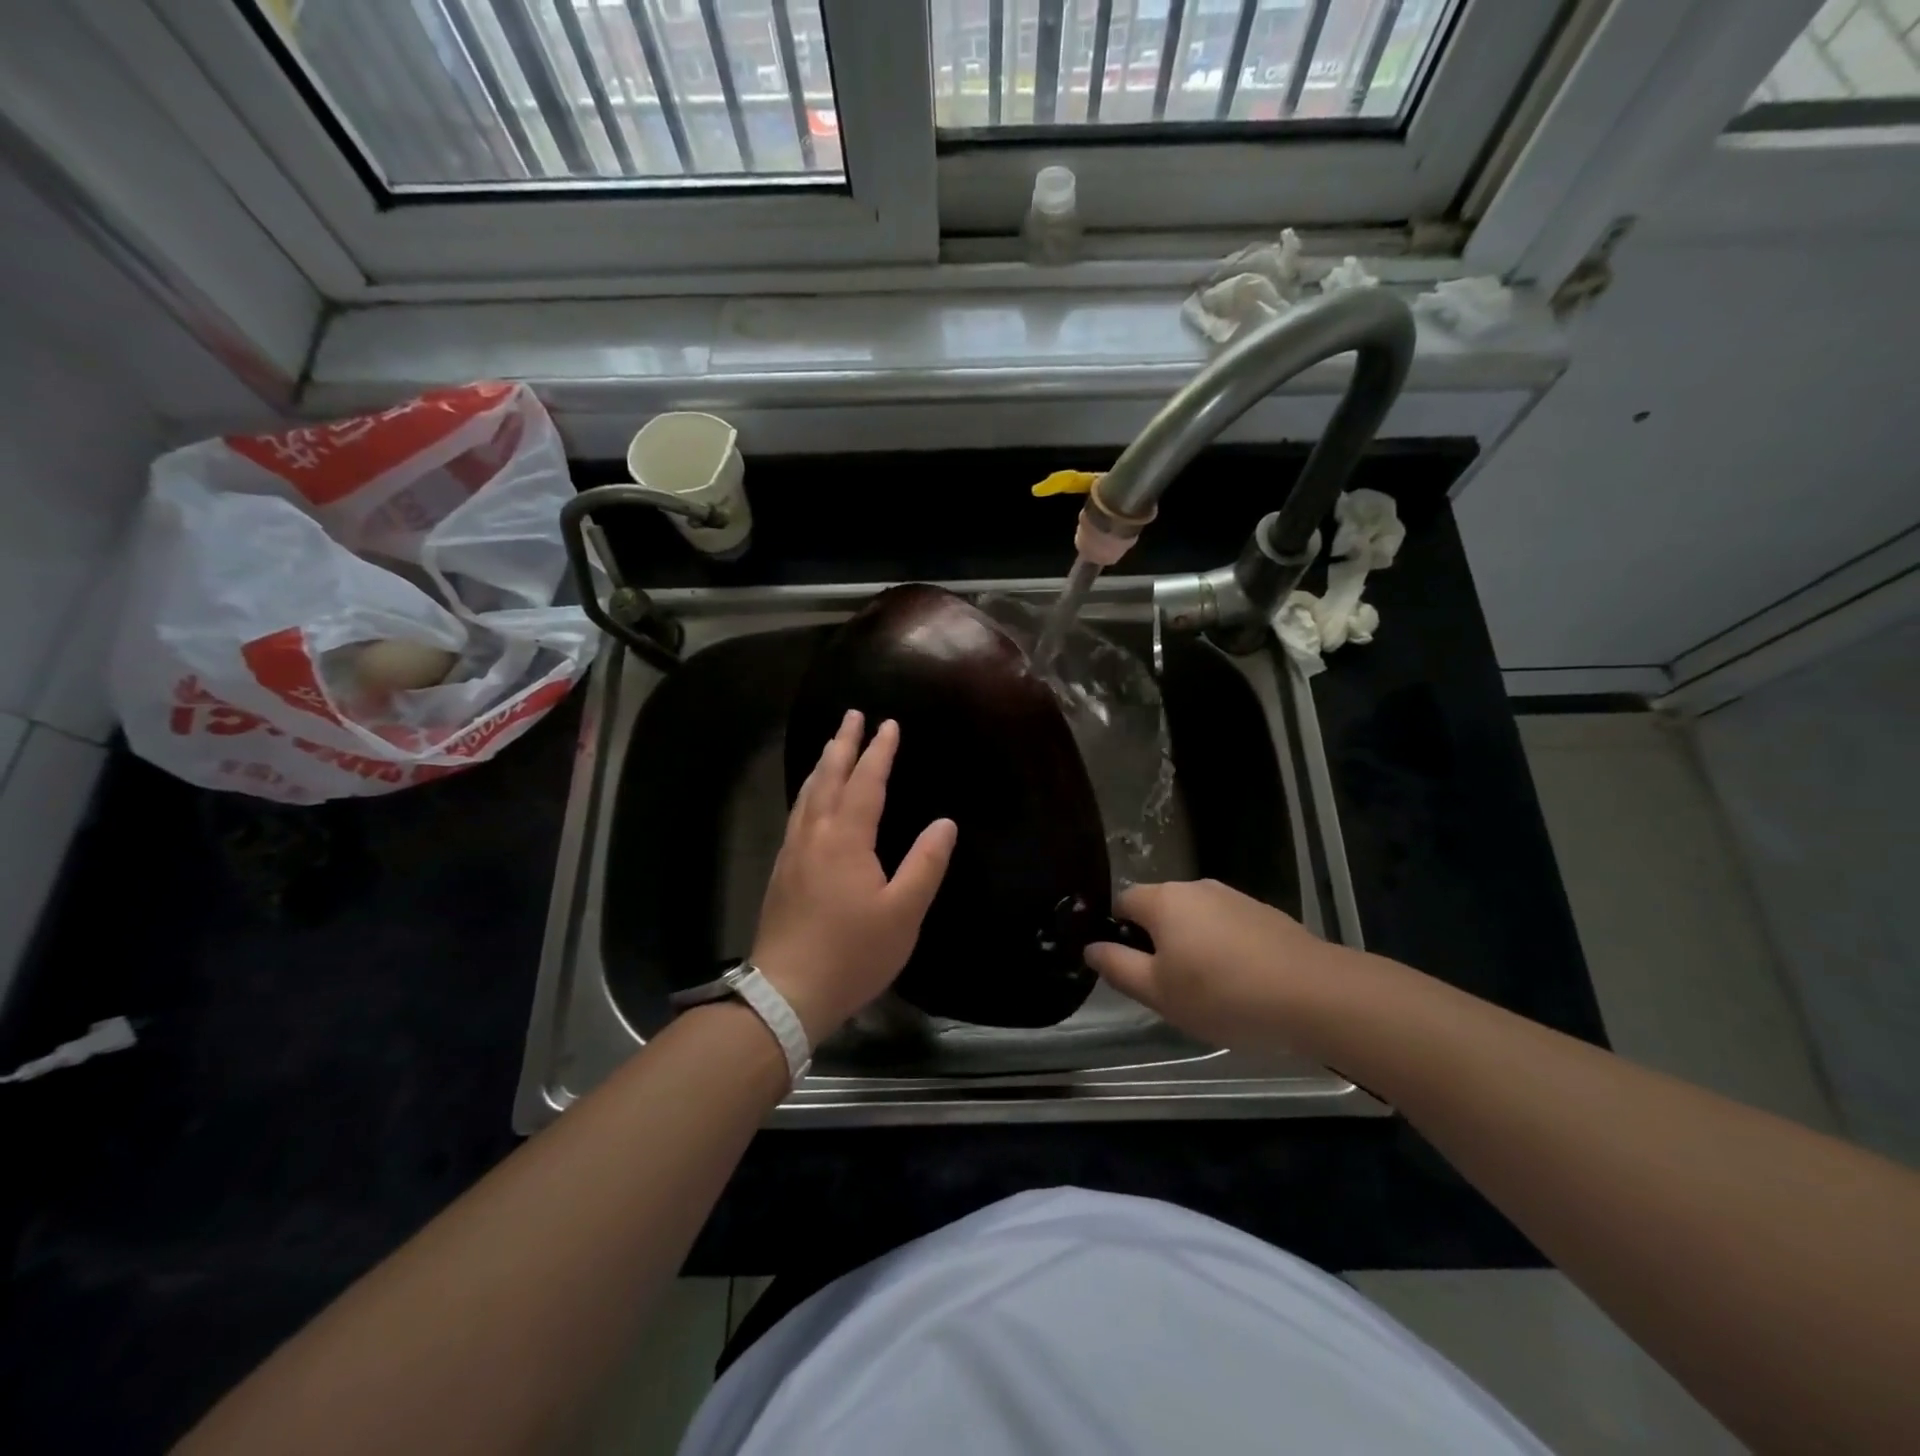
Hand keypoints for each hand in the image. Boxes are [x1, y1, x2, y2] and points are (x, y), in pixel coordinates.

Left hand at [751, 711, 956, 1044]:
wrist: (787, 993)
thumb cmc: (852, 953)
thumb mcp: (903, 914)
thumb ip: (925, 865)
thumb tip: (945, 823)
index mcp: (846, 840)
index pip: (865, 783)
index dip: (879, 752)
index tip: (889, 723)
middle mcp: (814, 835)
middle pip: (828, 777)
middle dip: (843, 744)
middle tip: (852, 715)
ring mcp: (793, 852)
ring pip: (807, 794)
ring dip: (823, 765)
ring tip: (833, 745)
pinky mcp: (781, 871)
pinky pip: (797, 814)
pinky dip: (809, 792)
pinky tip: (811, 800)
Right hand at [1084, 879, 1348, 1051]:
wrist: (1313, 994)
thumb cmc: (1222, 994)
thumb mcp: (1158, 992)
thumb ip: (1117, 966)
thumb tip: (1091, 946)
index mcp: (1163, 900)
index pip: (1122, 902)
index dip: (1117, 932)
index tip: (1129, 967)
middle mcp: (1195, 887)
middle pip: (1160, 908)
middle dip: (1156, 941)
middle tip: (1167, 986)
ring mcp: (1234, 897)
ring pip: (1195, 918)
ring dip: (1191, 945)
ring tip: (1208, 990)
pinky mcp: (1264, 913)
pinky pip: (1227, 926)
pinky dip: (1223, 948)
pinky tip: (1240, 982)